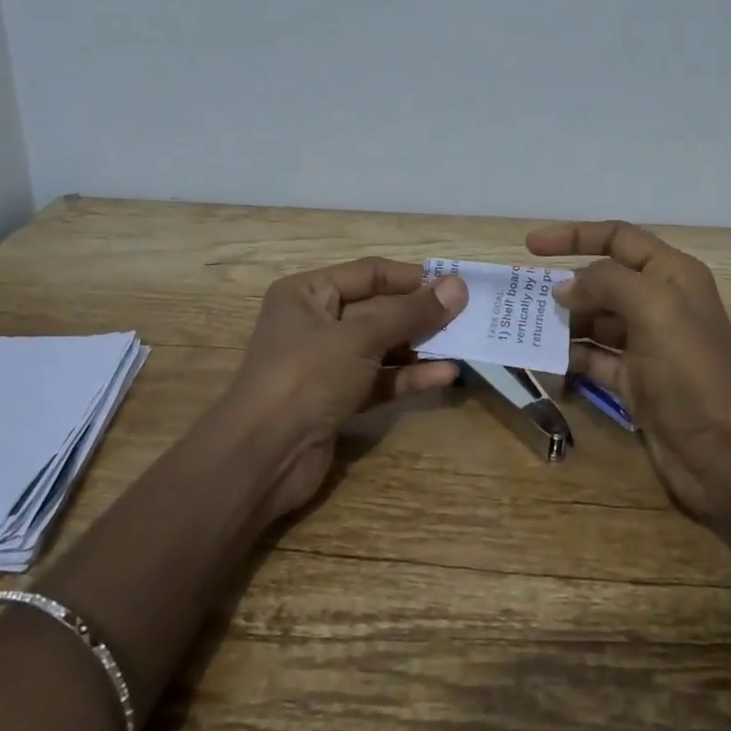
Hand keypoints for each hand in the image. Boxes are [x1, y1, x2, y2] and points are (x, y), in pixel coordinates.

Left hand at [220, 257, 468, 519]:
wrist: (262, 457)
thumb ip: (410, 313)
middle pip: (378, 309)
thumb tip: (457, 287)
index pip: (369, 273)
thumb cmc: (306, 377)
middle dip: (421, 314)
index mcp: (307, 293)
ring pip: (382, 346)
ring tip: (465, 344)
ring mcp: (326, 364)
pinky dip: (409, 377)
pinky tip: (446, 375)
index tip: (456, 286)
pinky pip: (380, 380)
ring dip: (420, 346)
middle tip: (469, 316)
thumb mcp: (360, 337)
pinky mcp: (338, 399)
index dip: (413, 278)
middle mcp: (316, 322)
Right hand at [529, 221, 730, 525]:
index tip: (530, 246)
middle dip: (564, 285)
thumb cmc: (691, 371)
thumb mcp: (653, 309)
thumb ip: (606, 283)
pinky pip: (593, 359)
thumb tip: (565, 288)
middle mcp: (660, 303)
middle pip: (603, 280)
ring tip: (524, 328)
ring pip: (594, 321)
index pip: (618, 238)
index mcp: (672, 275)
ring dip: (562, 322)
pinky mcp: (635, 381)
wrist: (724, 454)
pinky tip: (543, 362)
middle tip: (521, 296)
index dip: (574, 235)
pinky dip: (569, 358)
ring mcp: (647, 345)